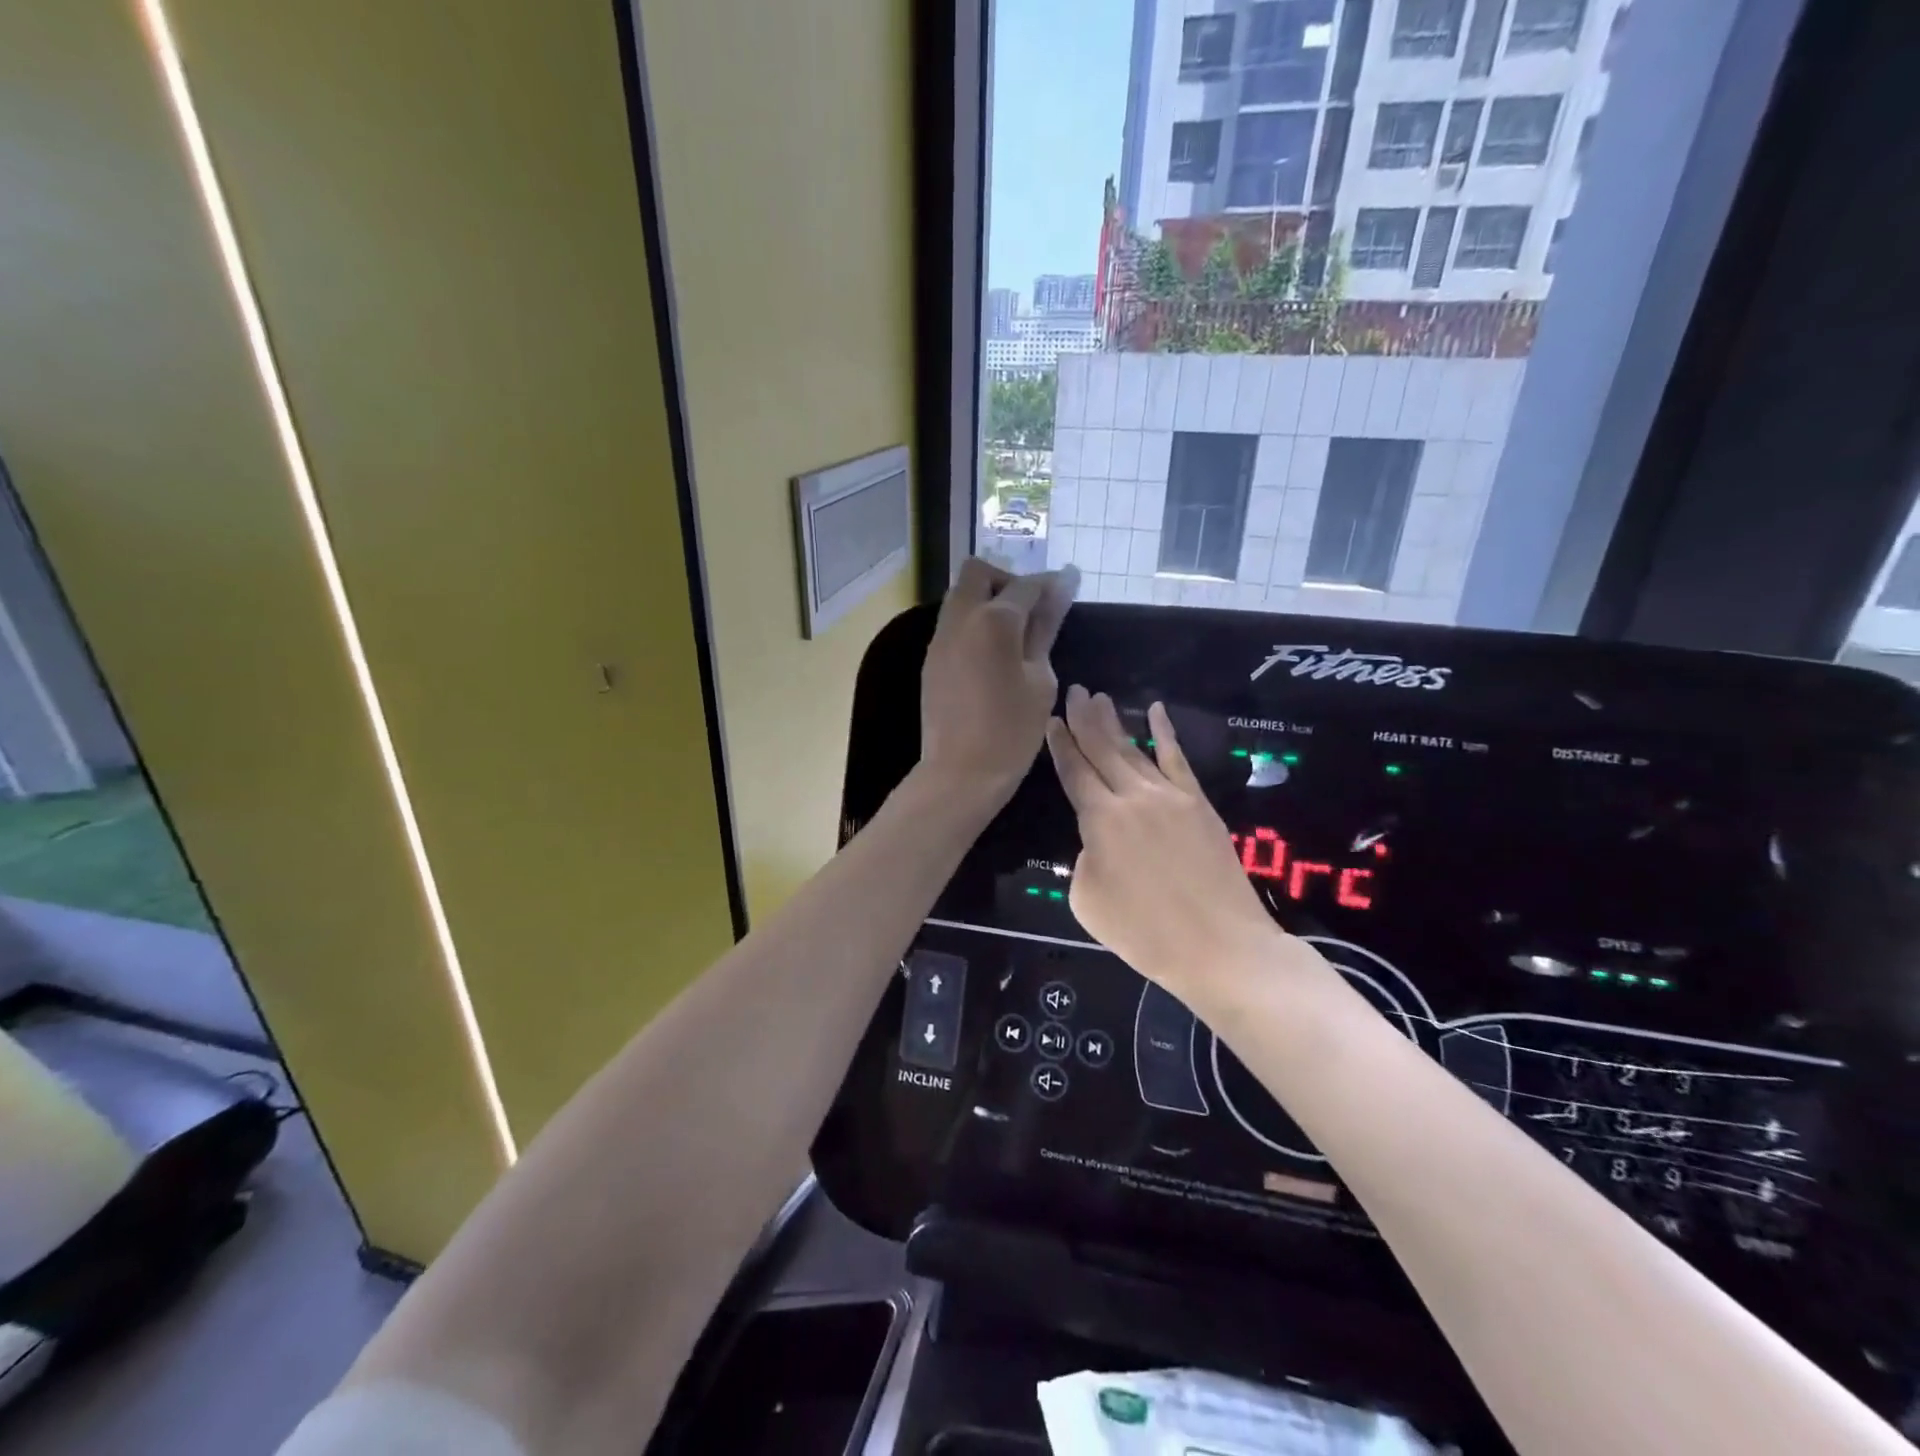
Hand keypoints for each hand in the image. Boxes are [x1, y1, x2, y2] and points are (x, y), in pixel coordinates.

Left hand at [919, 559, 1077, 805]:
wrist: (960, 772)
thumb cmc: (1012, 730)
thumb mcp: (1040, 679)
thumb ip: (1046, 629)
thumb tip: (1061, 589)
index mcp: (994, 621)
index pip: (1026, 585)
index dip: (1050, 583)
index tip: (1069, 587)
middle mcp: (960, 618)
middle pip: (979, 572)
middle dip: (1007, 580)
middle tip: (1031, 610)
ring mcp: (940, 637)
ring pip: (961, 595)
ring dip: (987, 600)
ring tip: (1014, 634)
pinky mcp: (931, 658)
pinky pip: (952, 622)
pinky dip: (973, 622)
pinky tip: (993, 654)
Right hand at [1047, 690, 1288, 994]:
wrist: (1219, 946)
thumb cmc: (1144, 933)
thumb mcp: (1088, 901)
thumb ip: (1084, 860)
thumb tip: (1097, 843)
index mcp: (1100, 820)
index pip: (1074, 772)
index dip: (1061, 745)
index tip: (1052, 721)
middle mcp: (1133, 797)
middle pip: (1102, 749)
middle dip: (1084, 719)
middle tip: (1074, 691)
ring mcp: (1170, 796)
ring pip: (1135, 750)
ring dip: (1115, 722)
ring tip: (1100, 698)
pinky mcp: (1199, 804)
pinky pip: (1178, 760)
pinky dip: (1166, 733)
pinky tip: (1157, 712)